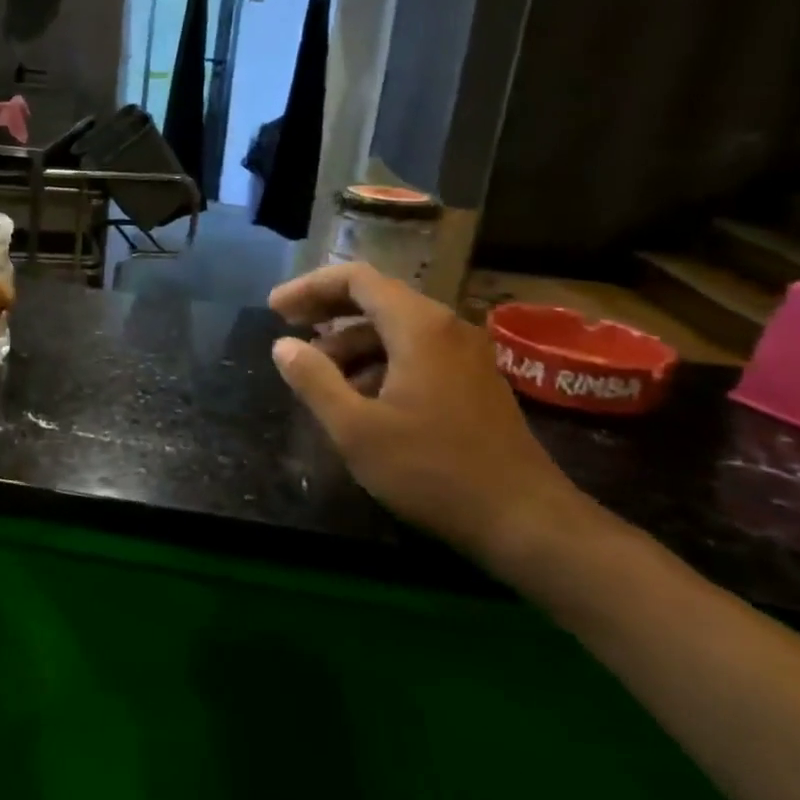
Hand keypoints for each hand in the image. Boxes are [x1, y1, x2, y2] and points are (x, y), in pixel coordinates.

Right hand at [268, 262, 588, 568]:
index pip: (356, 279)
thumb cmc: (432, 470)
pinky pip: (416, 352)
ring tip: (318, 375)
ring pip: (396, 329)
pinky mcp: (474, 381)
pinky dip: (379, 362)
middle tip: (287, 329)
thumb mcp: (356, 429)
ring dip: (351, 343)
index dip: (310, 287)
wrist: (524, 520)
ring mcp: (466, 354)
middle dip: (328, 311)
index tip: (275, 310)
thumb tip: (283, 345)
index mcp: (418, 326)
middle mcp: (446, 327)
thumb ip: (314, 381)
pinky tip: (359, 397)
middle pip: (377, 298)